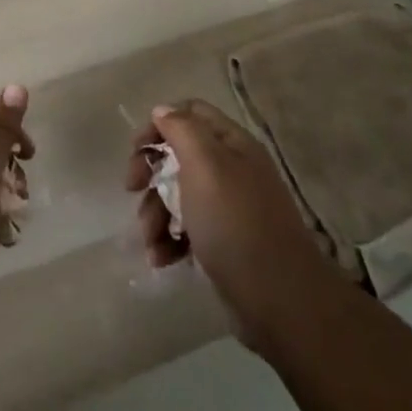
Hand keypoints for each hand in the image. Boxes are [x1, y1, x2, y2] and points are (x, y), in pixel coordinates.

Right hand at [126, 99, 327, 353]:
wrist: (279, 300)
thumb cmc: (235, 222)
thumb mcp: (205, 165)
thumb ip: (182, 129)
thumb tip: (163, 111)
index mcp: (232, 144)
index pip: (191, 112)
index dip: (160, 124)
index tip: (137, 149)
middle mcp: (232, 169)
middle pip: (179, 154)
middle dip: (151, 172)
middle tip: (132, 188)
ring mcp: (228, 208)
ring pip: (178, 195)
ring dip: (155, 212)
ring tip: (150, 239)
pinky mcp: (223, 243)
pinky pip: (187, 229)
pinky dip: (169, 240)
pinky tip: (162, 258)